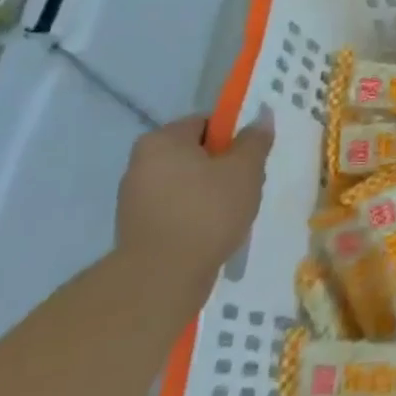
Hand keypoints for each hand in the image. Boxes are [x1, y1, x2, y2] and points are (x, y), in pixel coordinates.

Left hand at [116, 111, 271, 284]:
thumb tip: (261, 117)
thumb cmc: (207, 211)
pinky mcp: (137, 228)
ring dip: (210, 193)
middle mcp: (141, 163)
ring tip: (232, 213)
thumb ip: (255, 140)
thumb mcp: (245, 169)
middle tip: (247, 185)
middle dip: (223, 167)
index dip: (234, 137)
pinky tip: (212, 232)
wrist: (162, 278)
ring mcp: (134, 198)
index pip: (206, 123)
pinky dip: (195, 215)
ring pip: (186, 183)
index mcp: (162, 140)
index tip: (251, 159)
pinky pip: (175, 209)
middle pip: (195, 154)